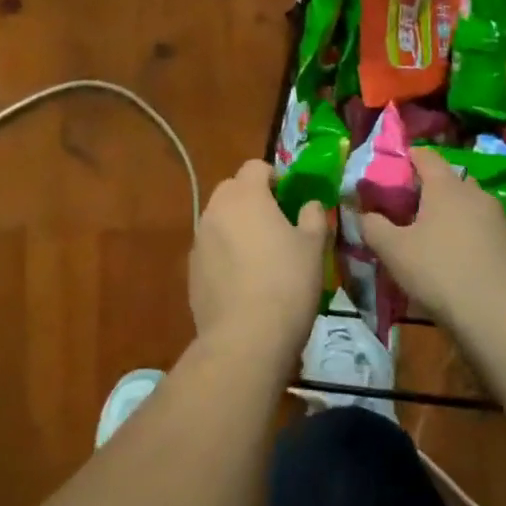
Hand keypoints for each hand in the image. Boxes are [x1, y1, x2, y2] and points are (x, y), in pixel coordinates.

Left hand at [188, 161, 328, 353]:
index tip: (289, 198)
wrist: (245, 339)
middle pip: (232, 190)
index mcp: (246, 195)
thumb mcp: (314, 246)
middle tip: (276, 225)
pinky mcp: (191, 270)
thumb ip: (313, 216)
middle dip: (252, 199)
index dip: (274, 177)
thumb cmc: (287, 283)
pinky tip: (243, 282)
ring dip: (237, 227)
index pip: (255, 166)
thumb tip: (309, 204)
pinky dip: (224, 254)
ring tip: (259, 257)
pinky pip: (211, 249)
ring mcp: (199, 240)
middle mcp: (216, 210)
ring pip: (219, 220)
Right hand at [360, 147, 505, 326]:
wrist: (498, 314)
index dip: (407, 158)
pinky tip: (454, 259)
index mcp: (445, 186)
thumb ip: (373, 226)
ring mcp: (496, 218)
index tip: (390, 171)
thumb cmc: (439, 271)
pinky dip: (465, 234)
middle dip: (427, 190)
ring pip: (466, 205)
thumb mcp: (393, 250)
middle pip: (447, 180)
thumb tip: (363, 214)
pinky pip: (480, 228)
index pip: (425, 156)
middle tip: (405, 209)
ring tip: (429, 237)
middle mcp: (474, 193)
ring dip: (448, 214)